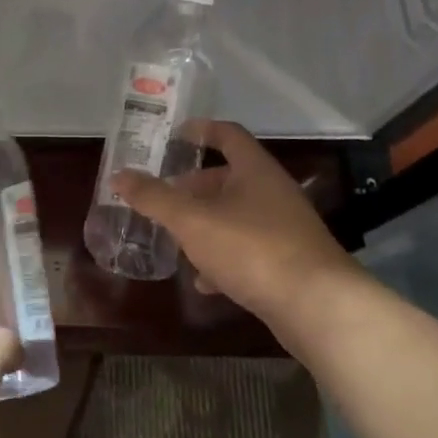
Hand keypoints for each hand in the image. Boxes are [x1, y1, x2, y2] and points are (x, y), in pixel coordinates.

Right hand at [110, 121, 361, 332]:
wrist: (318, 307)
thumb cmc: (252, 248)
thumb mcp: (192, 221)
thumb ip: (154, 198)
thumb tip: (118, 176)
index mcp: (254, 170)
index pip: (228, 135)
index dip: (201, 130)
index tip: (176, 134)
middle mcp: (274, 192)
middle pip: (229, 179)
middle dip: (195, 187)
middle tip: (164, 196)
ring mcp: (285, 229)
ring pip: (237, 216)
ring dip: (206, 224)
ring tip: (176, 239)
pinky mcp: (290, 263)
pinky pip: (249, 250)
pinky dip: (223, 259)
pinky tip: (204, 282)